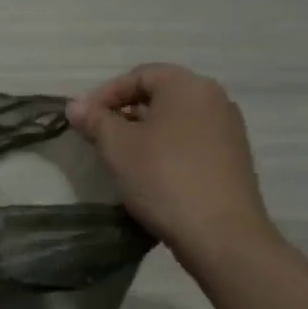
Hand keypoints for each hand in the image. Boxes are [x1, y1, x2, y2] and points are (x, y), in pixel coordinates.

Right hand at [65, 64, 277, 263]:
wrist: (221, 233)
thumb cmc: (163, 178)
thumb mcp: (117, 147)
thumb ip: (94, 120)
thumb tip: (74, 104)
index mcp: (188, 86)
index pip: (140, 74)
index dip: (106, 93)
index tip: (85, 119)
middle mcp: (214, 99)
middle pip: (159, 95)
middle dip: (124, 113)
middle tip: (99, 138)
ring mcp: (228, 129)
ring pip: (175, 119)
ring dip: (144, 132)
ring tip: (121, 158)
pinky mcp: (233, 158)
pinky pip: (191, 140)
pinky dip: (166, 148)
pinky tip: (151, 173)